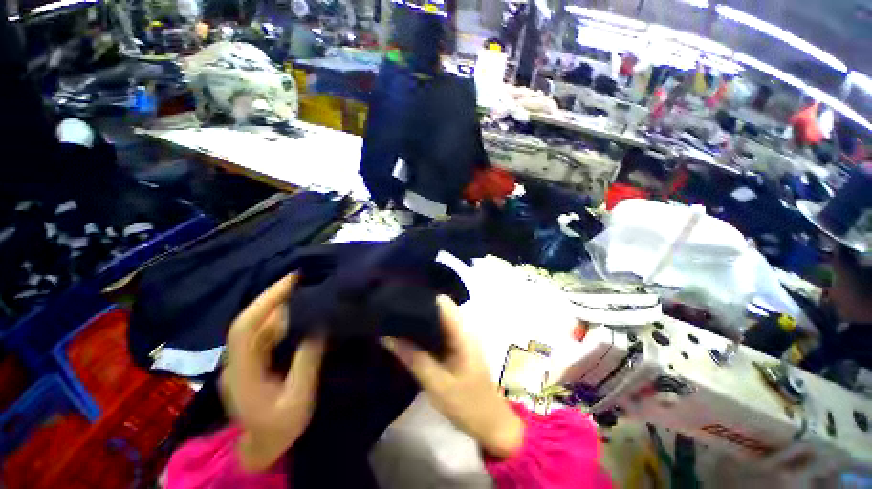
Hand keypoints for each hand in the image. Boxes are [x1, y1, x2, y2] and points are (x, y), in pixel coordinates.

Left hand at [223, 274, 325, 471]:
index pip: (244, 328)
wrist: (264, 446)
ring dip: (280, 305)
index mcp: (241, 374)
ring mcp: (243, 360)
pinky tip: (299, 311)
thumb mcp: (299, 398)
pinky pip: (266, 332)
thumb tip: (320, 326)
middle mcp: (236, 362)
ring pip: (259, 325)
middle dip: (275, 297)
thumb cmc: (281, 427)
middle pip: (251, 321)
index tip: (290, 281)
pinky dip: (282, 317)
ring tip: (305, 290)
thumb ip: (307, 362)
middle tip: (303, 279)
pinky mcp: (252, 360)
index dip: (265, 301)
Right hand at [381, 296, 523, 458]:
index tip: (401, 302)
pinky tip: (410, 337)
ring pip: (439, 319)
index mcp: (462, 333)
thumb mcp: (437, 384)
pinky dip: (426, 332)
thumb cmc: (467, 405)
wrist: (490, 423)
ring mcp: (461, 338)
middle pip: (440, 308)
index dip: (423, 299)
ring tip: (397, 323)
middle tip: (394, 315)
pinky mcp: (458, 346)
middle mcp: (463, 329)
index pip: (443, 303)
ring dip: (421, 321)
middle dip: (418, 309)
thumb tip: (388, 337)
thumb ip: (413, 358)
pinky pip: (440, 331)